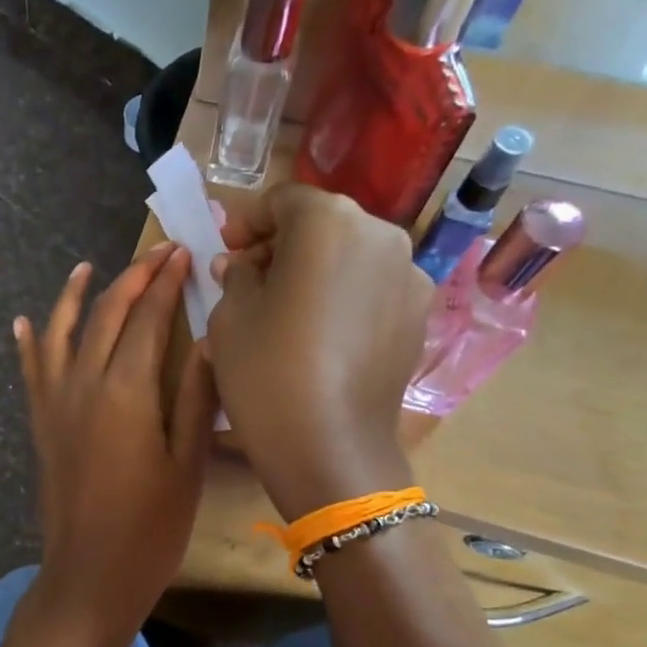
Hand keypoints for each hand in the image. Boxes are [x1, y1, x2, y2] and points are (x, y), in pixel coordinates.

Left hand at [15, 244, 217, 646]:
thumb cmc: (150, 529)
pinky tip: (24, 323)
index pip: (146, 319)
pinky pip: (31, 372)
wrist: (89, 577)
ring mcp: (55, 404)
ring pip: (60, 333)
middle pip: (105, 315)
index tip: (182, 254)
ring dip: (73, 296)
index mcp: (126, 392)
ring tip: (86, 267)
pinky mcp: (40, 425)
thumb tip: (208, 339)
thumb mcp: (186, 465)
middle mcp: (83, 385)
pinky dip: (28, 343)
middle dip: (131, 278)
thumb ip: (197, 398)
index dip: (165, 283)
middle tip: (157, 254)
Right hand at [208, 185, 428, 520]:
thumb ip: (236, 275)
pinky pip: (372, 288)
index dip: (247, 221)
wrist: (330, 447)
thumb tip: (241, 264)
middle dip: (283, 244)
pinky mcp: (419, 315)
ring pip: (351, 255)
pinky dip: (344, 296)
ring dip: (316, 269)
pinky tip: (321, 335)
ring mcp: (408, 275)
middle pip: (322, 223)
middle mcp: (380, 234)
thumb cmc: (267, 372)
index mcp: (328, 221)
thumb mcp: (230, 317)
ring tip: (287, 309)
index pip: (282, 200)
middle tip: (251, 279)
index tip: (226, 250)